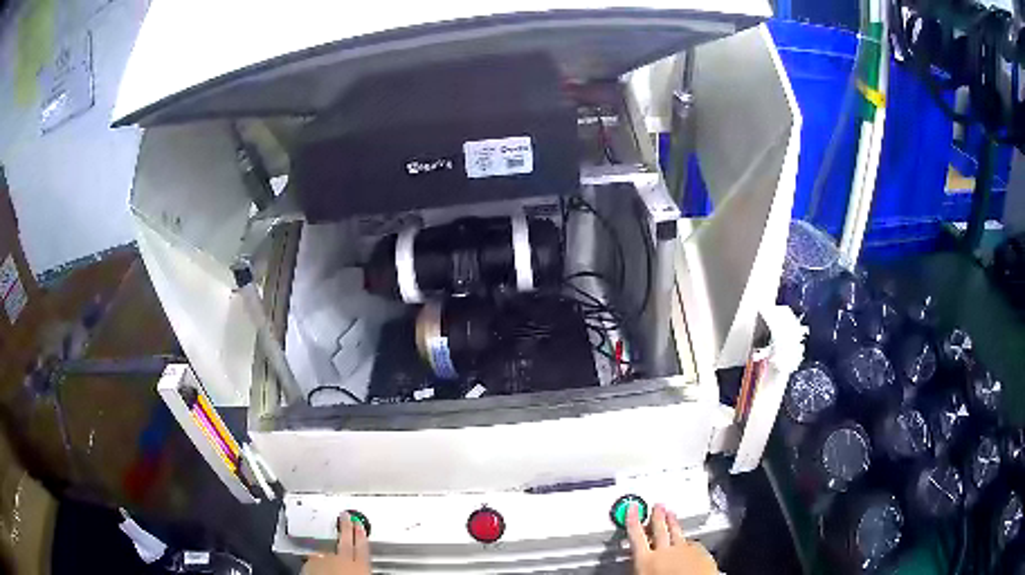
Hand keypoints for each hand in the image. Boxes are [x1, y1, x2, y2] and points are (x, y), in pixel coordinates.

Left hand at [301, 513, 370, 574]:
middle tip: (345, 516)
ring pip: (328, 551)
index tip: (360, 524)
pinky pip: (315, 559)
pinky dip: (317, 560)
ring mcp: (324, 560)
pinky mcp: (310, 564)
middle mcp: (341, 560)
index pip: (363, 547)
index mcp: (359, 565)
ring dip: (329, 549)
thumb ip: (361, 570)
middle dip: (346, 527)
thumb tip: (364, 569)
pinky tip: (317, 563)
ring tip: (330, 548)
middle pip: (346, 541)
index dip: (362, 534)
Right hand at [626, 503, 717, 574]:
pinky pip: (693, 543)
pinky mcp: (701, 553)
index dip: (633, 521)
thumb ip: (641, 567)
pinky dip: (688, 540)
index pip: (636, 537)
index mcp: (646, 560)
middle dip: (658, 517)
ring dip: (673, 522)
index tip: (633, 508)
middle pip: (660, 530)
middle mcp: (665, 553)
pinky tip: (689, 540)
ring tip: (671, 513)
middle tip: (657, 506)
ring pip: (677, 533)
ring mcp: (684, 551)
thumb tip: (637, 565)